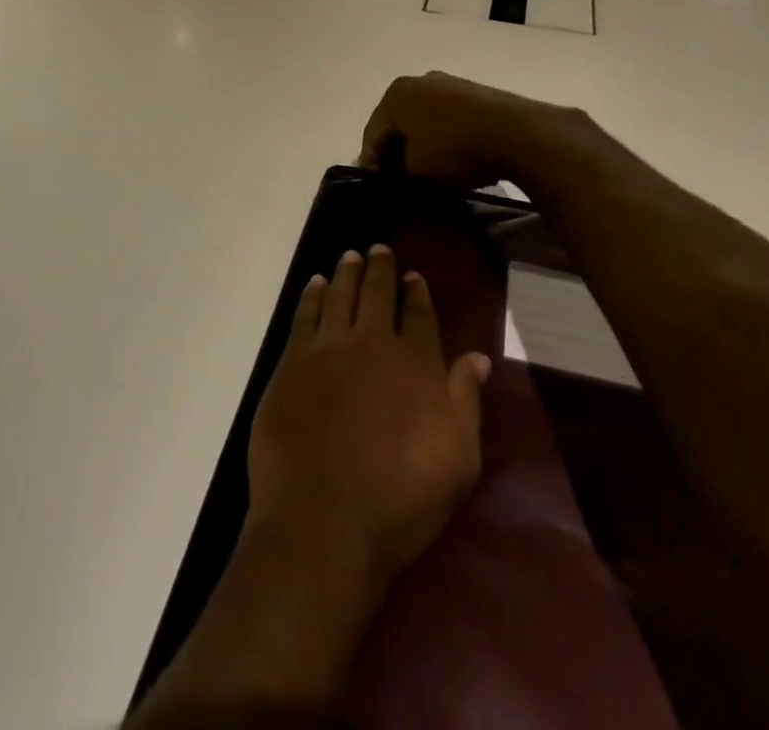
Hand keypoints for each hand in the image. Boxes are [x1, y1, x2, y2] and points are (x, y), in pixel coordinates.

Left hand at [248, 245, 489, 588]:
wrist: (323, 517)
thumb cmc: (400, 499)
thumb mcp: (456, 460)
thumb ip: (464, 401)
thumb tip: (476, 357)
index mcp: (414, 363)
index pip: (419, 314)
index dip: (417, 292)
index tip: (414, 275)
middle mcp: (371, 342)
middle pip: (376, 293)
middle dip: (380, 268)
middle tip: (379, 249)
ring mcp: (327, 348)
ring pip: (340, 294)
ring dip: (347, 272)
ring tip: (350, 255)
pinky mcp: (292, 361)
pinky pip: (305, 315)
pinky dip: (313, 295)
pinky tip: (317, 284)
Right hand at [359, 71, 613, 199]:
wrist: (518, 133)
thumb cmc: (455, 149)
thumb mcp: (416, 170)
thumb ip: (396, 171)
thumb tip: (394, 170)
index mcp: (395, 95)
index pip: (372, 132)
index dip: (370, 161)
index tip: (372, 184)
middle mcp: (418, 81)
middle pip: (398, 121)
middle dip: (395, 148)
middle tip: (396, 176)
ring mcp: (449, 83)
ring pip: (423, 117)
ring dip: (421, 141)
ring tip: (425, 168)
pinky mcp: (475, 91)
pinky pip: (447, 116)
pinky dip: (443, 135)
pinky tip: (451, 155)